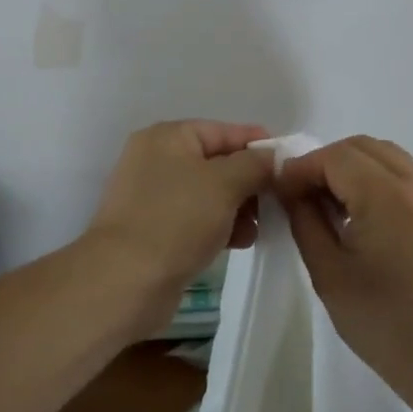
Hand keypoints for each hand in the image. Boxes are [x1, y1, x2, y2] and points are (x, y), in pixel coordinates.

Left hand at [86, 120, 274, 336]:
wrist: (124, 280)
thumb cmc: (177, 219)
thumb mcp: (224, 184)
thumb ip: (254, 164)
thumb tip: (272, 157)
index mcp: (168, 137)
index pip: (223, 131)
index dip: (257, 144)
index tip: (288, 162)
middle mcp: (156, 159)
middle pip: (216, 162)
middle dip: (249, 182)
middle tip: (277, 201)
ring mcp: (152, 196)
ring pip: (208, 193)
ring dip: (237, 207)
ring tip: (257, 229)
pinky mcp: (153, 229)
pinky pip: (195, 218)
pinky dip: (218, 225)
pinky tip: (239, 242)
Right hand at [277, 137, 412, 404]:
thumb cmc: (385, 325)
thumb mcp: (329, 274)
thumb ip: (305, 220)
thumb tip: (292, 190)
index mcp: (390, 198)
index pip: (337, 157)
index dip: (303, 167)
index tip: (282, 190)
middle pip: (363, 147)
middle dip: (327, 162)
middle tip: (303, 194)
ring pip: (388, 156)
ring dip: (354, 168)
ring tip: (333, 203)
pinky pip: (407, 175)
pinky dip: (379, 180)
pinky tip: (365, 214)